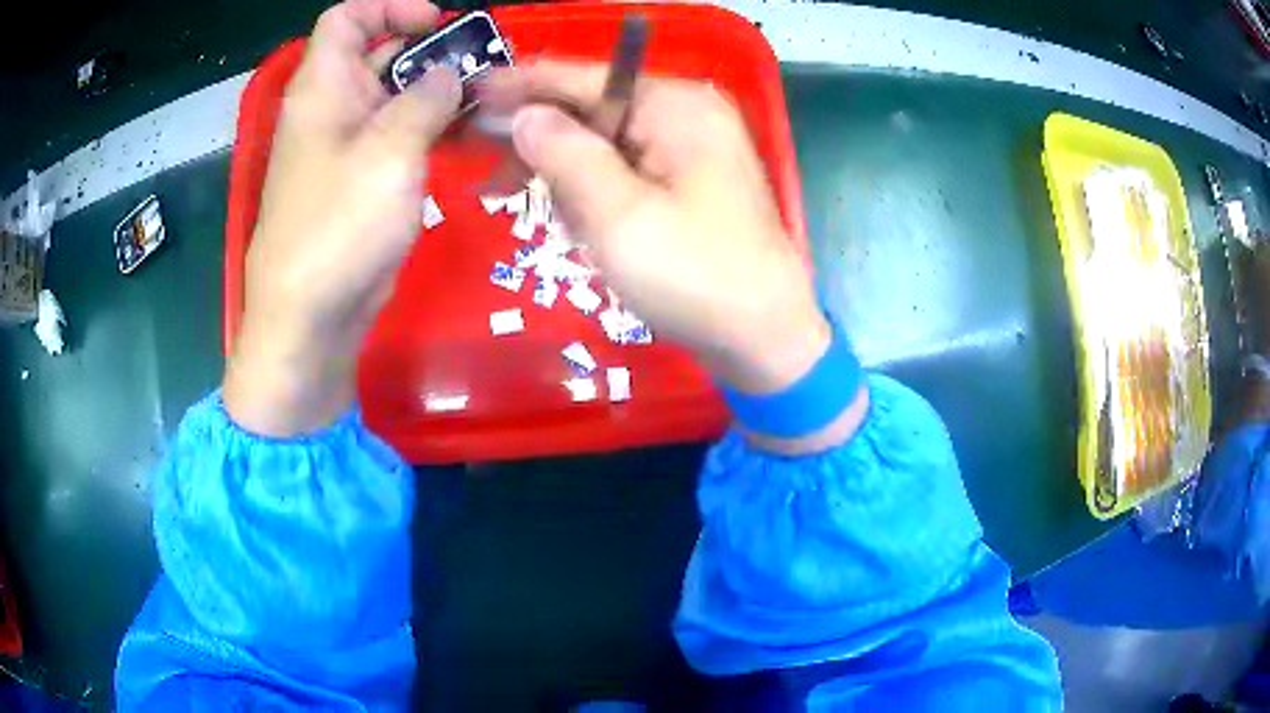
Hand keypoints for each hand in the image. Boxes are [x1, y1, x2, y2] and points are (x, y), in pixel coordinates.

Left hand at [224, 0, 460, 436]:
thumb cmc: (339, 225)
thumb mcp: (391, 149)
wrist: (310, 314)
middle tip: (482, 66)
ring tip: (486, 103)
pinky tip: (468, 140)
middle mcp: (330, 108)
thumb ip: (427, 98)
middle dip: (430, 51)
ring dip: (437, 93)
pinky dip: (430, 130)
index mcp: (323, 88)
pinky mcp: (359, 181)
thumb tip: (448, 74)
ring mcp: (344, 146)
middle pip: (378, 54)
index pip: (348, 18)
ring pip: (393, 97)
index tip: (437, 23)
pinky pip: (396, 137)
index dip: (391, 7)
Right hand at [482, 62, 865, 452]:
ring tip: (523, 205)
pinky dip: (591, 192)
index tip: (473, 93)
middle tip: (489, 172)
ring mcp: (691, 149)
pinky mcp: (688, 183)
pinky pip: (624, 171)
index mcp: (676, 106)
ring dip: (562, 173)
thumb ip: (565, 155)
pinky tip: (573, 222)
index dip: (525, 85)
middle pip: (593, 109)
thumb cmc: (694, 276)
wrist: (763, 337)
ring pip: (604, 144)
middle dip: (539, 140)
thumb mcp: (618, 215)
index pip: (586, 78)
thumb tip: (524, 115)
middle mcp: (687, 114)